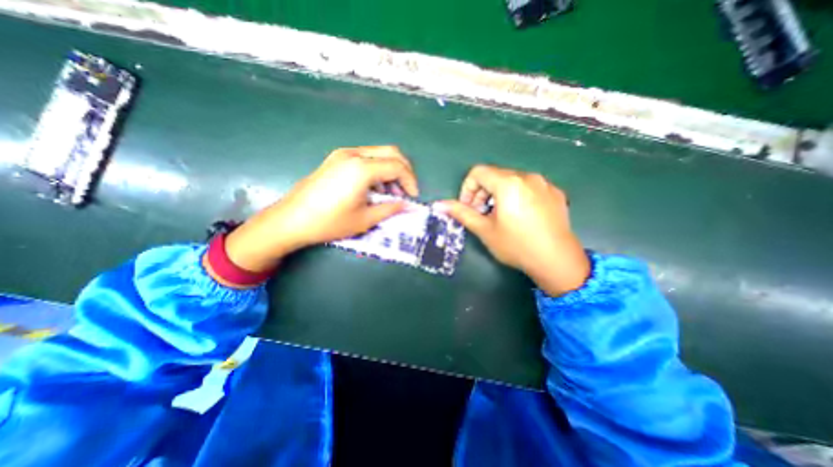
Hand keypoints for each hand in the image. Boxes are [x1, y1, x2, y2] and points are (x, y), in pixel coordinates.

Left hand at [223, 146, 415, 273]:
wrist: (291, 220)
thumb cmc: (329, 222)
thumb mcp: (364, 219)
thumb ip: (390, 209)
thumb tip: (407, 205)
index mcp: (362, 168)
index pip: (398, 166)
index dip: (410, 181)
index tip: (413, 197)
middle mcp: (354, 154)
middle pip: (391, 152)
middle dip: (404, 170)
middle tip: (406, 190)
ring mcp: (343, 154)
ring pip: (378, 153)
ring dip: (390, 169)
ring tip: (390, 192)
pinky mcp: (336, 159)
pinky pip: (365, 157)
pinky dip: (377, 168)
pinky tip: (374, 187)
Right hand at [439, 164, 588, 295]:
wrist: (557, 261)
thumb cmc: (516, 245)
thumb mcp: (485, 230)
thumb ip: (461, 213)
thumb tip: (439, 205)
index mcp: (508, 183)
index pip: (478, 172)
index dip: (467, 189)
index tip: (468, 208)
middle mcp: (527, 176)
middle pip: (495, 175)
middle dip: (482, 193)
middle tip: (481, 214)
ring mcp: (544, 183)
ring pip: (511, 181)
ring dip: (498, 195)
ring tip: (500, 216)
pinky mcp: (555, 193)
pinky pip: (528, 187)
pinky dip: (517, 196)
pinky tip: (520, 217)